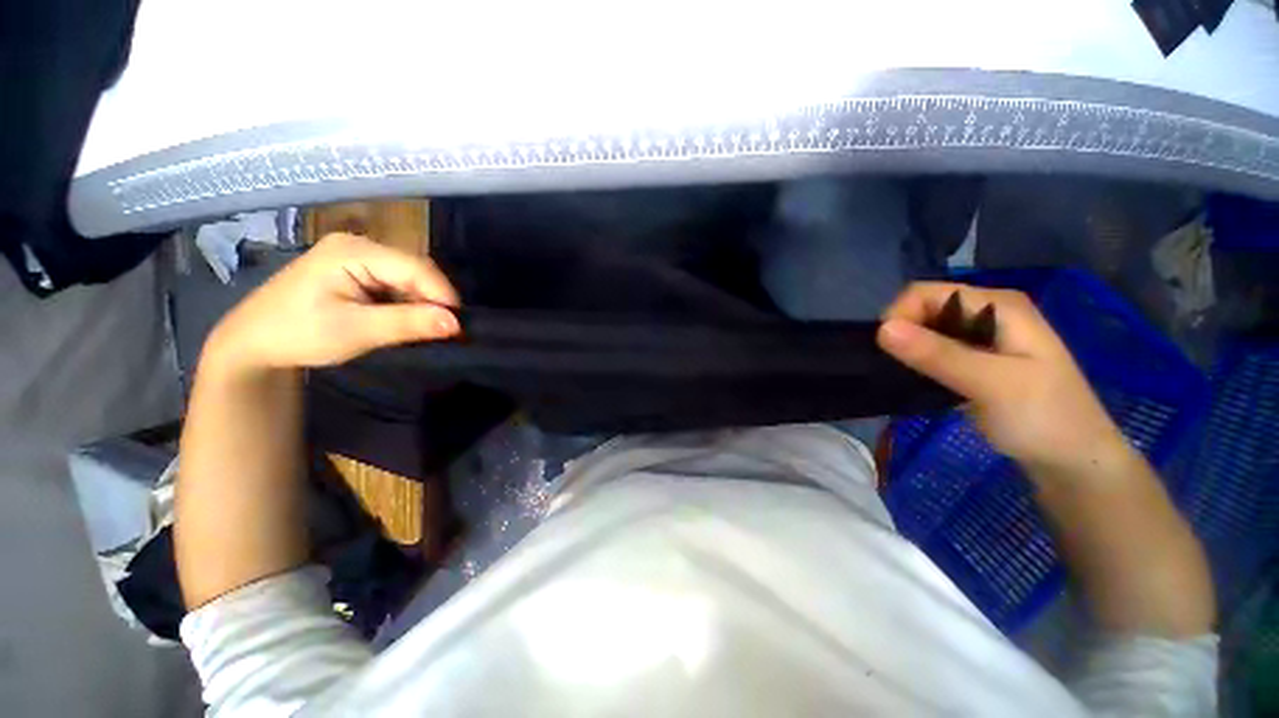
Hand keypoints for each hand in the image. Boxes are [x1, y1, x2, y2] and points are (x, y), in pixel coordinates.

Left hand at [205, 233, 460, 373]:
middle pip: (415, 270)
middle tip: (445, 331)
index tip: (458, 326)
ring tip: (426, 329)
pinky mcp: (357, 270)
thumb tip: (456, 323)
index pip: (416, 267)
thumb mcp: (356, 331)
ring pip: (408, 278)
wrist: (253, 342)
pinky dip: (407, 303)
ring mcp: (357, 256)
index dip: (443, 295)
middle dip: (433, 300)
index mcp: (353, 251)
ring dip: (421, 303)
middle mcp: (359, 245)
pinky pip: (396, 283)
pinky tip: (405, 320)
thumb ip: (407, 323)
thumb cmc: (298, 333)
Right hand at [877, 282, 1126, 473]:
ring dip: (909, 350)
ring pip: (927, 331)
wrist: (1075, 462)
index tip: (889, 352)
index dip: (900, 316)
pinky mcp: (975, 361)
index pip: (925, 293)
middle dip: (903, 334)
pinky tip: (919, 380)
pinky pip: (934, 351)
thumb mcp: (991, 384)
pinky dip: (919, 362)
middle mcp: (987, 313)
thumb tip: (881, 329)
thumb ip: (937, 355)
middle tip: (901, 369)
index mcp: (997, 305)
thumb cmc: (1043, 418)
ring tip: (907, 376)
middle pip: (924, 309)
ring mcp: (982, 338)